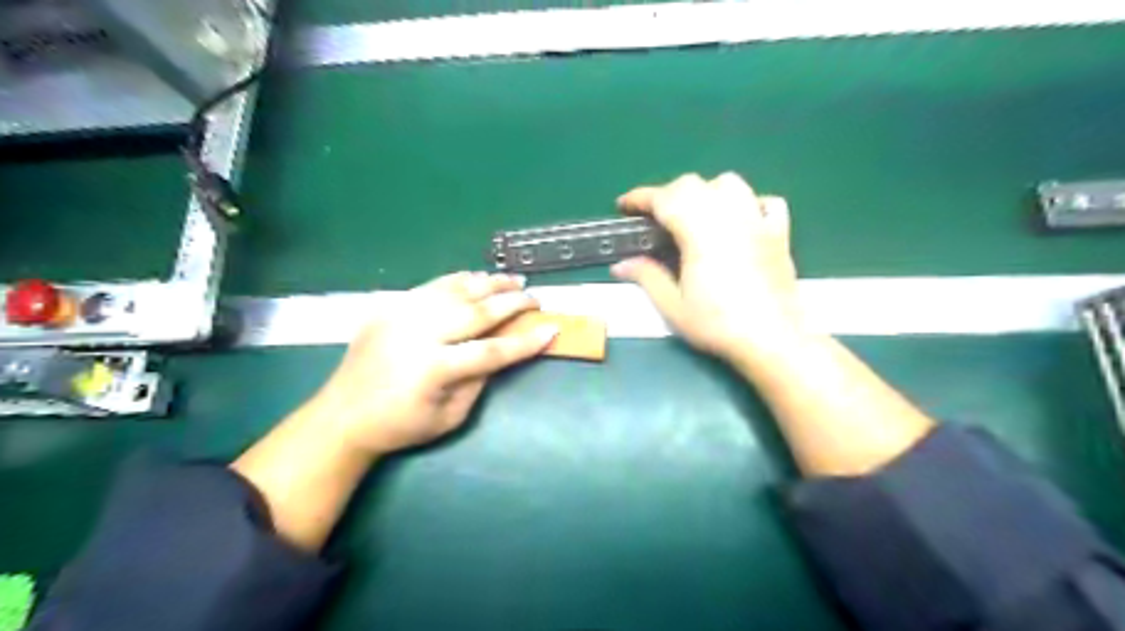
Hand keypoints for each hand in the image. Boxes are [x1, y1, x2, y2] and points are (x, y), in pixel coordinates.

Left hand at [307, 274, 556, 454]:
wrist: (343, 415)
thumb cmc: (401, 425)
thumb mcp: (450, 417)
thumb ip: (479, 382)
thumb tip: (502, 353)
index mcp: (434, 368)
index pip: (492, 350)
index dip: (525, 341)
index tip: (552, 328)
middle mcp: (420, 333)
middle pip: (477, 311)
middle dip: (512, 302)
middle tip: (536, 297)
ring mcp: (402, 314)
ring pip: (456, 289)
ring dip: (489, 283)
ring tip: (513, 280)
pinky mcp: (391, 306)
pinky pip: (432, 285)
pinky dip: (459, 279)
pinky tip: (477, 278)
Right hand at [612, 172, 803, 363]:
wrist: (772, 340)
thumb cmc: (717, 325)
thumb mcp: (673, 306)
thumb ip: (647, 277)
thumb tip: (620, 265)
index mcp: (699, 232)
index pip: (665, 199)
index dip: (640, 198)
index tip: (624, 206)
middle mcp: (728, 217)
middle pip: (694, 184)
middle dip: (668, 194)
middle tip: (654, 218)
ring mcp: (757, 222)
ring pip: (730, 184)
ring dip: (706, 191)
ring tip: (695, 215)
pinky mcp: (779, 234)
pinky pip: (766, 202)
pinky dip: (748, 203)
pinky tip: (739, 220)